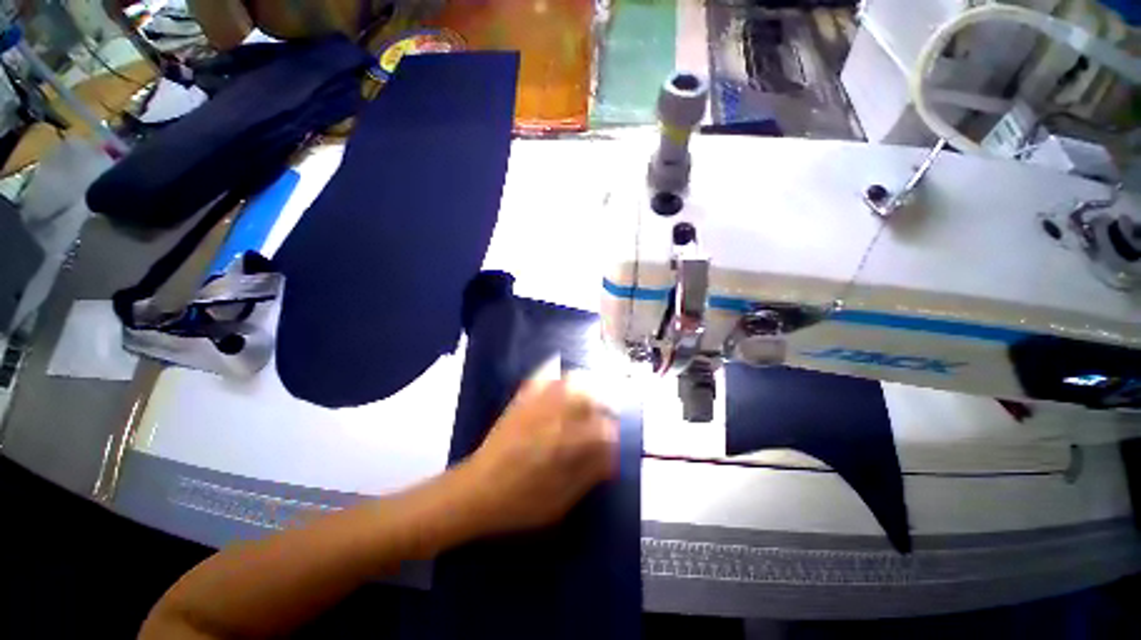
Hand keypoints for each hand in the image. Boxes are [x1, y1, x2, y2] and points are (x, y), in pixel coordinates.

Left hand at [458, 371, 619, 535]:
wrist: (475, 491)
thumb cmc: (519, 503)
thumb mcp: (560, 501)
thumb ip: (589, 475)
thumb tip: (611, 456)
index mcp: (565, 444)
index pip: (602, 428)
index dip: (613, 433)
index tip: (614, 440)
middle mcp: (553, 417)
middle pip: (588, 397)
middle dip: (603, 403)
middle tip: (605, 415)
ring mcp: (536, 405)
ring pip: (568, 382)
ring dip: (585, 386)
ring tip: (589, 396)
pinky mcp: (521, 402)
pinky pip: (542, 378)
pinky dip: (556, 375)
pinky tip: (561, 381)